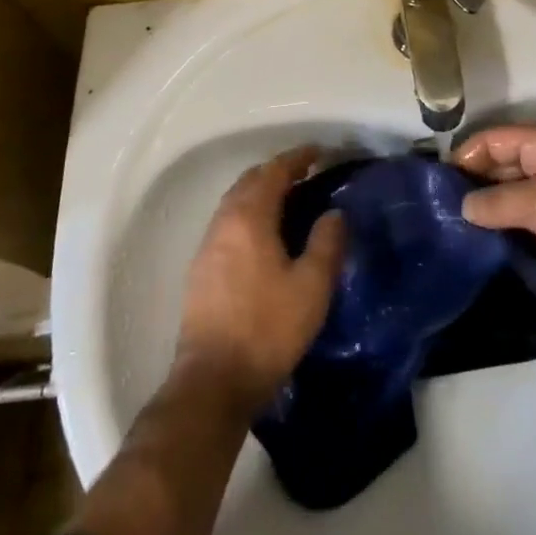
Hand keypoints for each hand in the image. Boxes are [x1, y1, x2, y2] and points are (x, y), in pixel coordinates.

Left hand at [175, 146, 345, 415]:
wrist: (212, 382)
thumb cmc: (267, 329)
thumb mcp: (311, 287)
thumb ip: (326, 243)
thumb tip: (334, 213)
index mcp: (249, 217)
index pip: (274, 171)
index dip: (297, 158)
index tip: (319, 152)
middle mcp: (224, 221)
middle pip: (250, 180)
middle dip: (277, 171)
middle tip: (306, 174)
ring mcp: (208, 245)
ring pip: (235, 202)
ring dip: (260, 192)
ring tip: (288, 201)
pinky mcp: (200, 270)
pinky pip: (228, 223)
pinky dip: (248, 214)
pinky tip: (264, 236)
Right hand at [456, 121, 535, 322]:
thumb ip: (498, 202)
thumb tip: (463, 206)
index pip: (494, 138)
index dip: (466, 156)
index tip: (437, 184)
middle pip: (501, 161)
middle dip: (474, 180)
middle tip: (441, 208)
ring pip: (511, 189)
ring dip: (488, 204)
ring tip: (454, 226)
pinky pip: (524, 214)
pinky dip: (504, 222)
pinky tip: (482, 240)